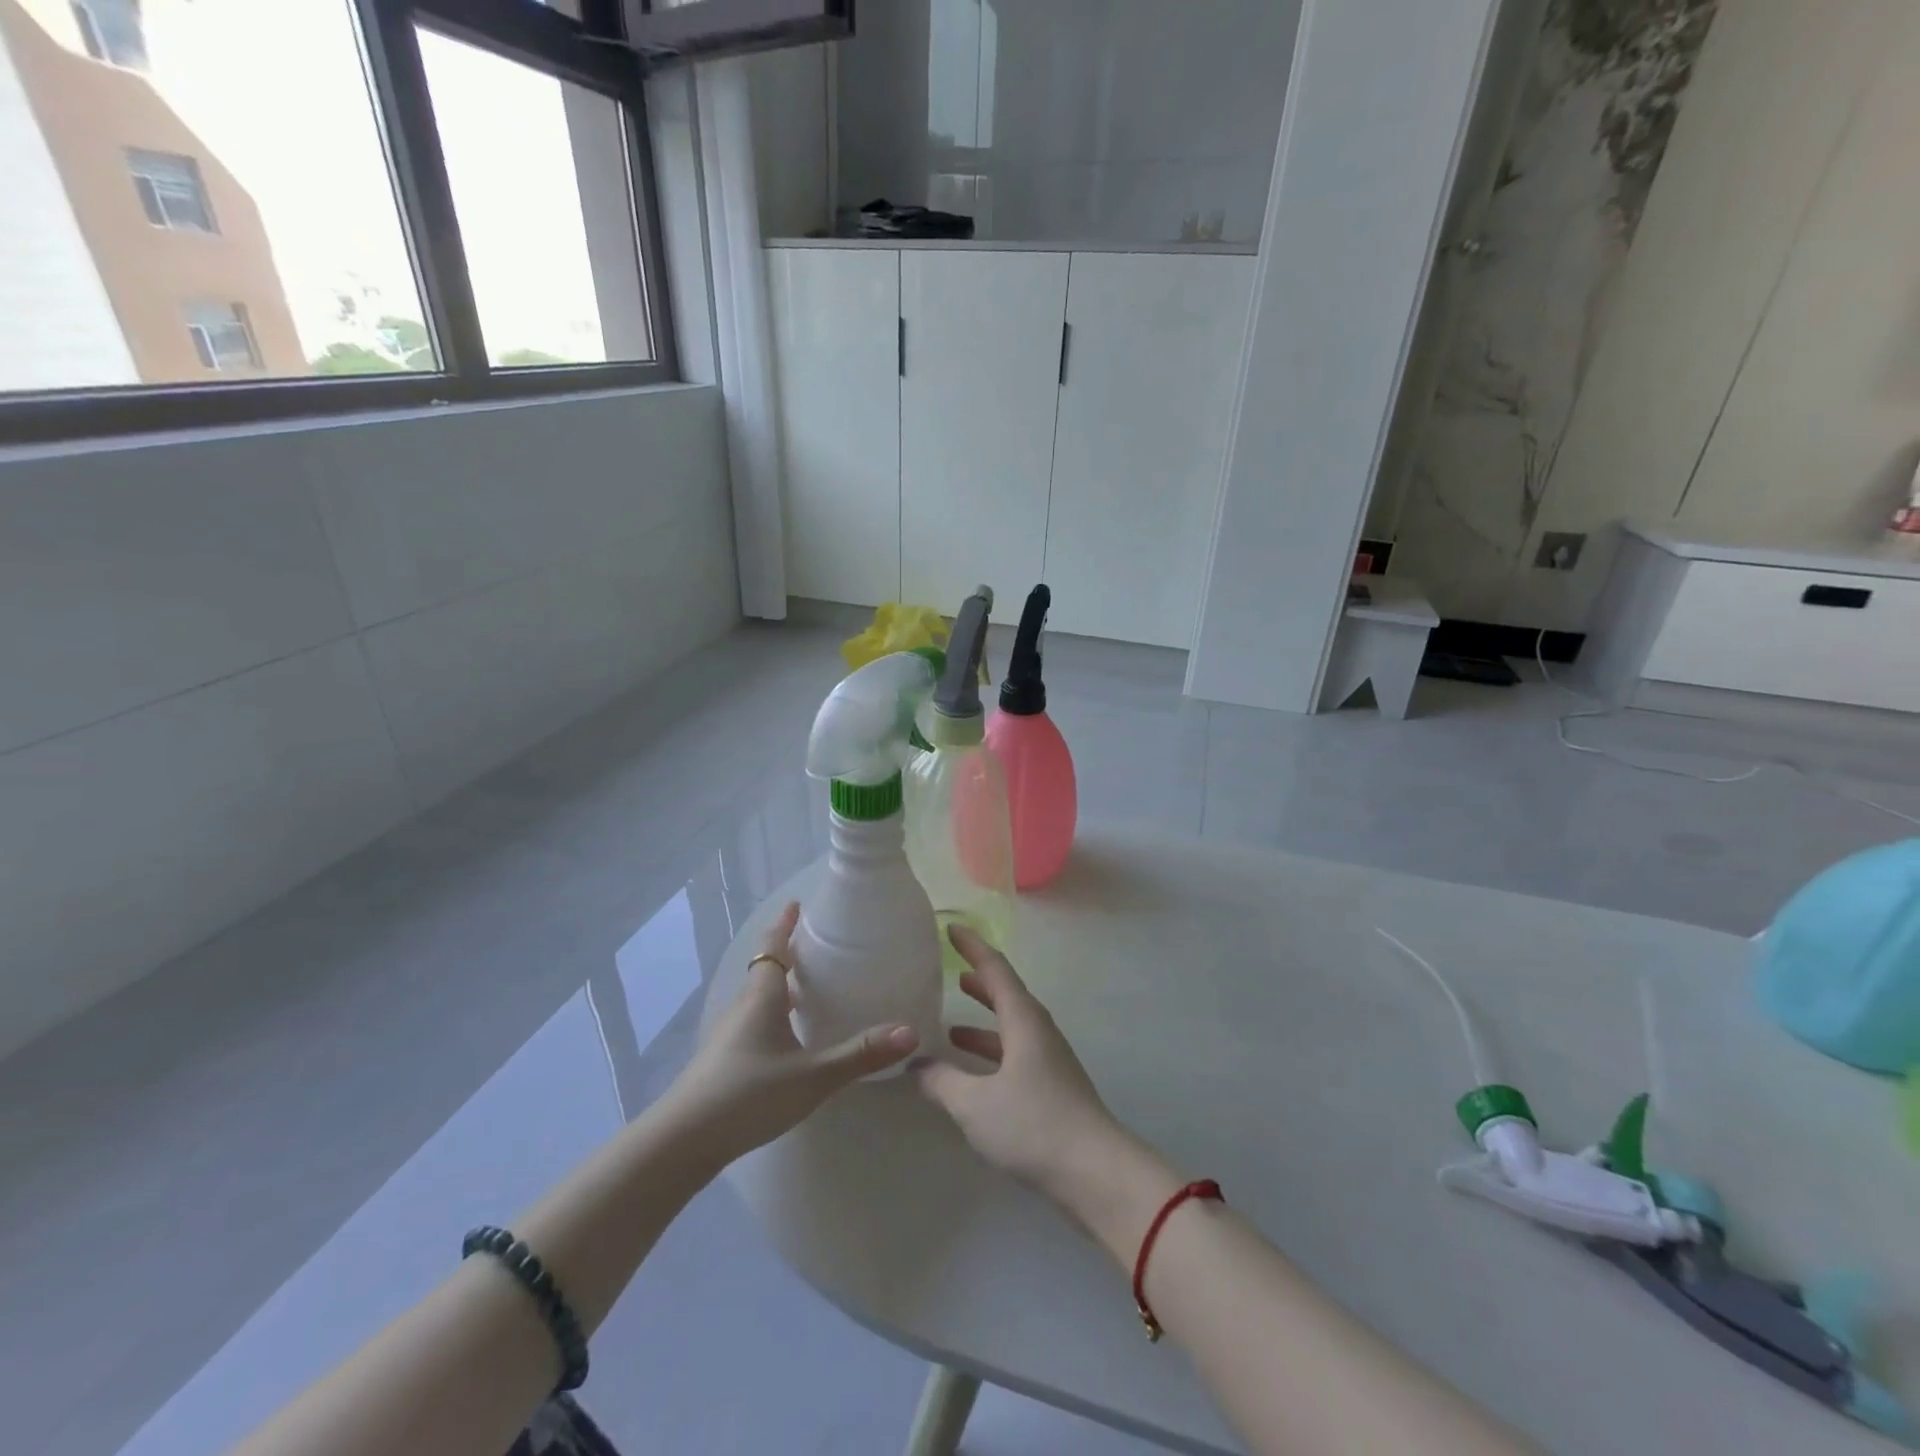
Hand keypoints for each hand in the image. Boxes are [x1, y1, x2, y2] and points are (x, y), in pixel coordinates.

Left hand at [666, 902, 918, 1166]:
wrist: (682, 1142)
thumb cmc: (748, 1095)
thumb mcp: (812, 1076)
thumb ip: (859, 1055)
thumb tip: (910, 1031)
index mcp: (761, 998)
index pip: (773, 948)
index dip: (785, 925)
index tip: (798, 904)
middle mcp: (743, 1008)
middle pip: (766, 971)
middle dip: (790, 955)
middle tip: (820, 947)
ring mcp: (730, 1036)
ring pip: (760, 999)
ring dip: (782, 988)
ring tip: (812, 990)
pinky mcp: (725, 1062)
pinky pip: (756, 1023)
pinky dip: (776, 1016)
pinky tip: (791, 1039)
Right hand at [914, 925, 1127, 1203]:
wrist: (1095, 1173)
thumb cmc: (1034, 1124)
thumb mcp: (975, 1103)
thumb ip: (941, 1081)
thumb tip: (915, 1064)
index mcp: (1024, 1019)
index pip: (995, 969)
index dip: (972, 947)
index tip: (951, 928)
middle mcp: (1039, 1031)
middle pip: (1006, 996)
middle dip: (979, 983)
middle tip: (950, 974)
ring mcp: (1049, 1060)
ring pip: (1011, 1029)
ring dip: (983, 1024)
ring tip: (951, 1027)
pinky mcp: (1052, 1088)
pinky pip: (1015, 1055)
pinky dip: (991, 1055)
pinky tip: (971, 1076)